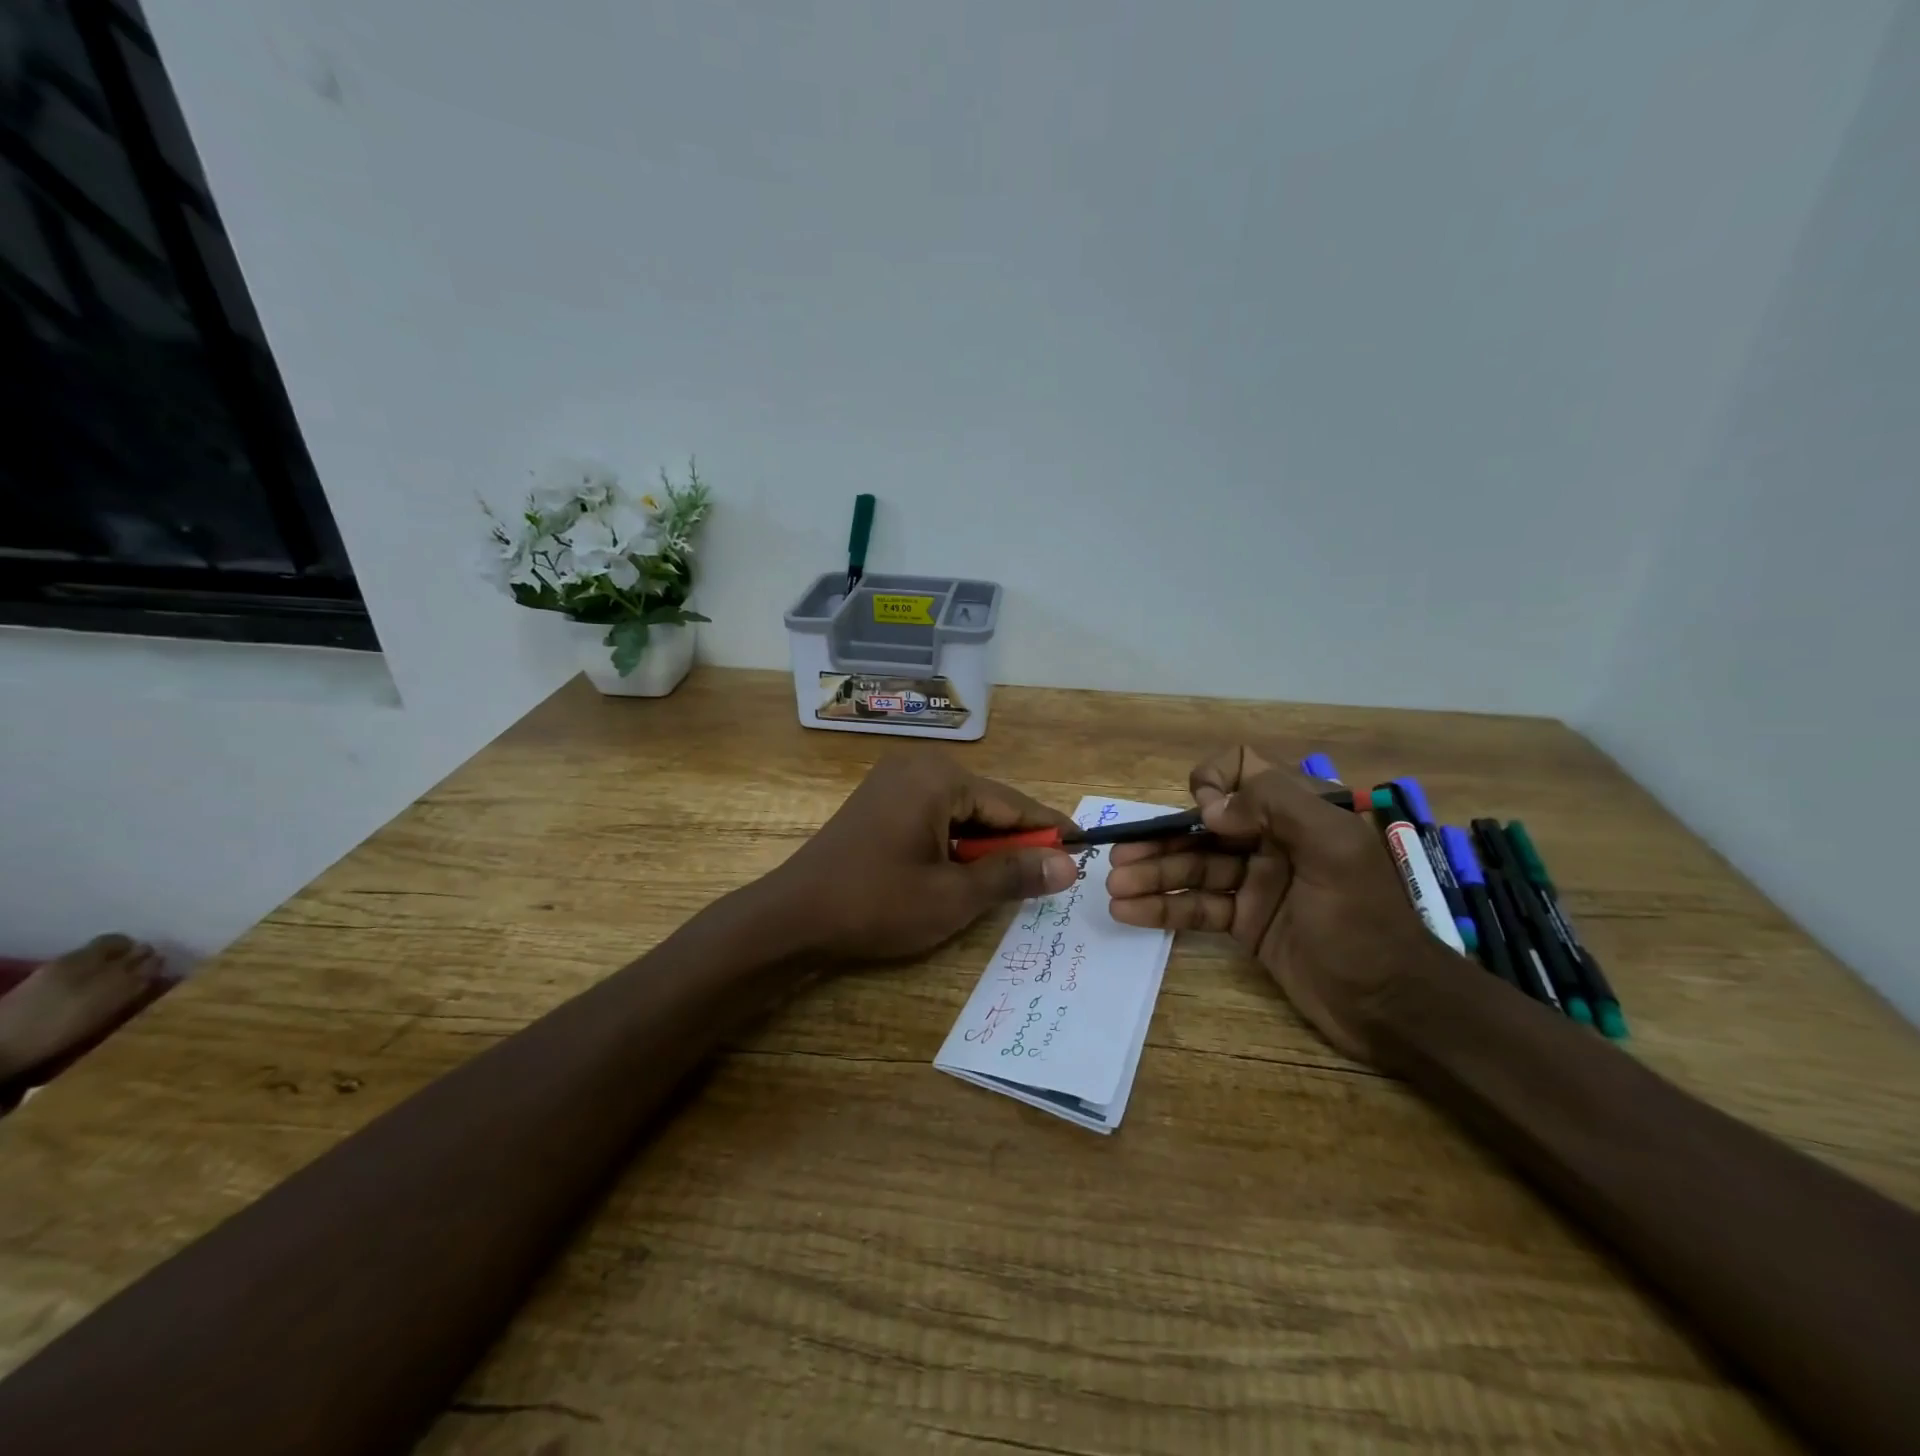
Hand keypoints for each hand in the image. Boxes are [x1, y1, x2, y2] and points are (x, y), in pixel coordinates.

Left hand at [763, 753, 1080, 962]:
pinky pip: (934, 816)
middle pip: (987, 804)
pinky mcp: (880, 802)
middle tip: (1051, 874)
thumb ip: (1013, 874)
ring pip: (961, 812)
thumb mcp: (954, 895)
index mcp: (939, 778)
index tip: (1085, 847)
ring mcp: (894, 782)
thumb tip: (1068, 865)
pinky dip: (956, 842)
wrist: (792, 916)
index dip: (1049, 829)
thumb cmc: (876, 904)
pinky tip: (966, 871)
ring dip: (985, 845)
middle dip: (1015, 840)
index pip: (1012, 802)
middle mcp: (918, 767)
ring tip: (1013, 880)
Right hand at [1105, 746, 1445, 1064]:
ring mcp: (1255, 883)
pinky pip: (1196, 906)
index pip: (1244, 770)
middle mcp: (1272, 840)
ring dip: (1151, 875)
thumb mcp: (1336, 850)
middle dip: (1160, 840)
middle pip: (1204, 826)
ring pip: (1192, 867)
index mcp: (1299, 813)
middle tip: (1119, 859)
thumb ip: (1277, 807)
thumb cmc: (1365, 922)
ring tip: (1113, 888)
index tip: (1203, 815)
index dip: (1215, 782)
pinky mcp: (1244, 922)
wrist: (1391, 1007)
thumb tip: (1210, 807)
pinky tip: (1128, 911)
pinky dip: (1161, 907)